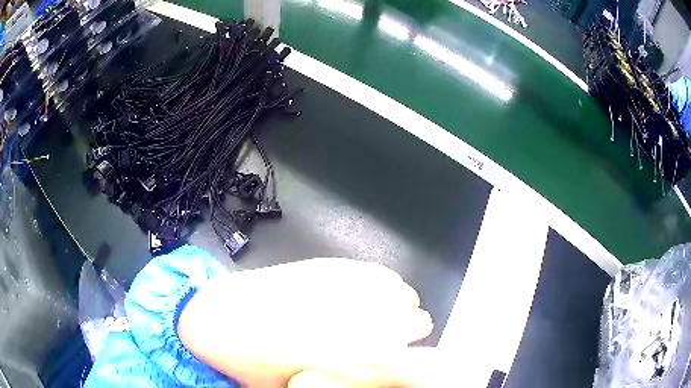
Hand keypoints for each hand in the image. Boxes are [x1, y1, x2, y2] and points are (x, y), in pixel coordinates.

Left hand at [178, 258, 434, 386]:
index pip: (416, 356)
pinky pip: (379, 274)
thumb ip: (354, 380)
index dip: (412, 362)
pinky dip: (380, 287)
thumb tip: (378, 369)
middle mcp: (367, 316)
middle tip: (380, 342)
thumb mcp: (308, 387)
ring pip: (402, 294)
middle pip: (418, 321)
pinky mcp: (334, 264)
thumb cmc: (260, 365)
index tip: (400, 363)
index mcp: (362, 355)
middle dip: (406, 334)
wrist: (223, 318)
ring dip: (394, 308)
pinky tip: (362, 295)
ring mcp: (350, 284)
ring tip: (373, 316)